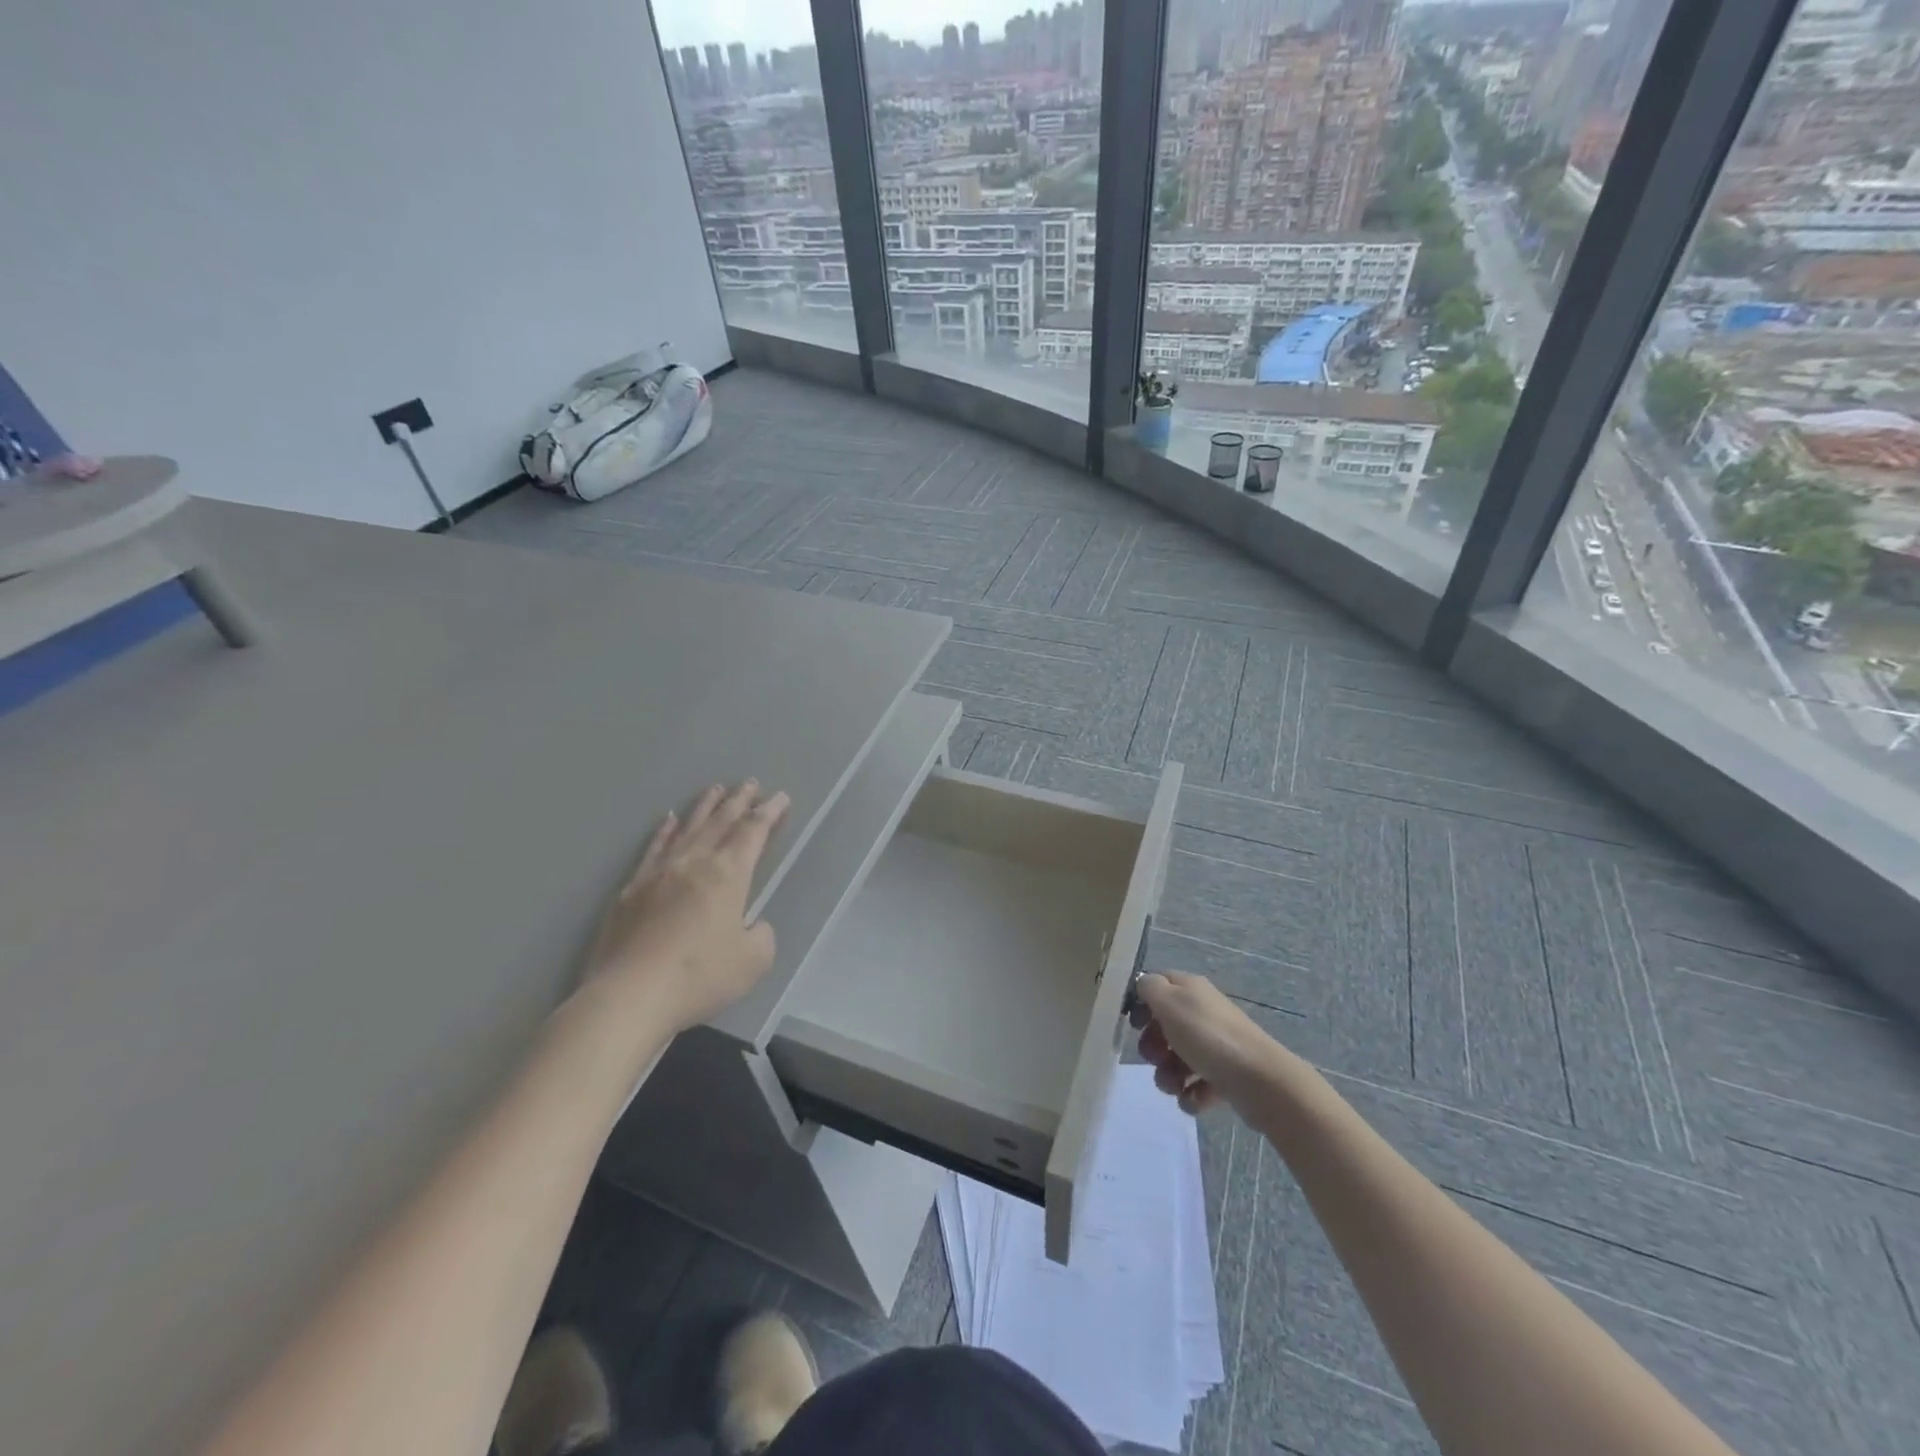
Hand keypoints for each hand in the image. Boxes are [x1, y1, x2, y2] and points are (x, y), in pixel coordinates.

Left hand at [583, 780, 790, 1034]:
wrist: (630, 995)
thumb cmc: (699, 977)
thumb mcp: (752, 962)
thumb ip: (761, 935)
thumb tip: (752, 924)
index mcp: (728, 875)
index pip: (753, 833)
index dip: (769, 813)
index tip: (780, 797)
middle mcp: (694, 863)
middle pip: (721, 822)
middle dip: (739, 801)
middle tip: (750, 783)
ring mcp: (659, 873)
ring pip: (687, 829)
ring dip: (705, 807)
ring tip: (715, 789)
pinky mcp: (631, 890)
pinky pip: (654, 848)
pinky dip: (665, 831)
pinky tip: (669, 820)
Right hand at [1131, 972, 1288, 1116]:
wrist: (1259, 1080)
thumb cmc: (1208, 1036)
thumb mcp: (1169, 1002)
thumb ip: (1149, 988)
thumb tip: (1143, 985)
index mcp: (1190, 989)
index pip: (1157, 986)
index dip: (1141, 1004)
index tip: (1134, 1025)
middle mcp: (1203, 1013)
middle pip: (1164, 1026)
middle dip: (1153, 1047)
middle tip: (1155, 1057)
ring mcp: (1215, 1046)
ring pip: (1177, 1059)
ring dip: (1168, 1075)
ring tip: (1174, 1086)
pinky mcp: (1225, 1076)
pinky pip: (1196, 1085)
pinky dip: (1190, 1094)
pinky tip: (1192, 1099)